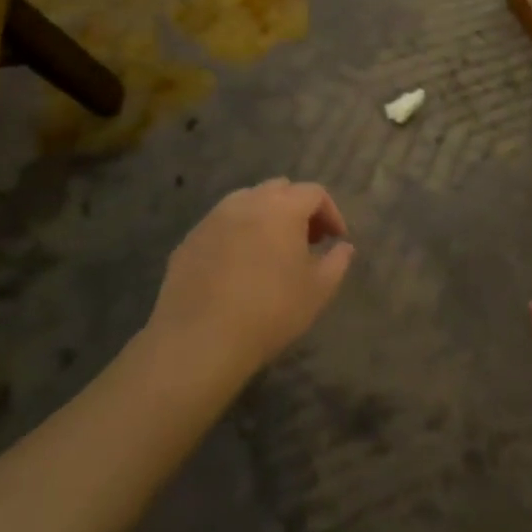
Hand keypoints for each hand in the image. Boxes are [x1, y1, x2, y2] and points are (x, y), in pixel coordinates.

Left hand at [146, 180, 353, 381]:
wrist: (199, 342)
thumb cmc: (269, 312)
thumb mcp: (318, 291)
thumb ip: (337, 262)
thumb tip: (343, 247)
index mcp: (282, 208)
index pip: (314, 193)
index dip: (331, 213)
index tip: (336, 240)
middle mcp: (246, 202)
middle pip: (280, 189)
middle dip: (298, 208)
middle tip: (306, 240)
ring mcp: (213, 219)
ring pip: (247, 202)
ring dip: (265, 217)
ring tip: (271, 251)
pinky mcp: (188, 240)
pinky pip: (221, 226)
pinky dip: (237, 235)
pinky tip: (238, 268)